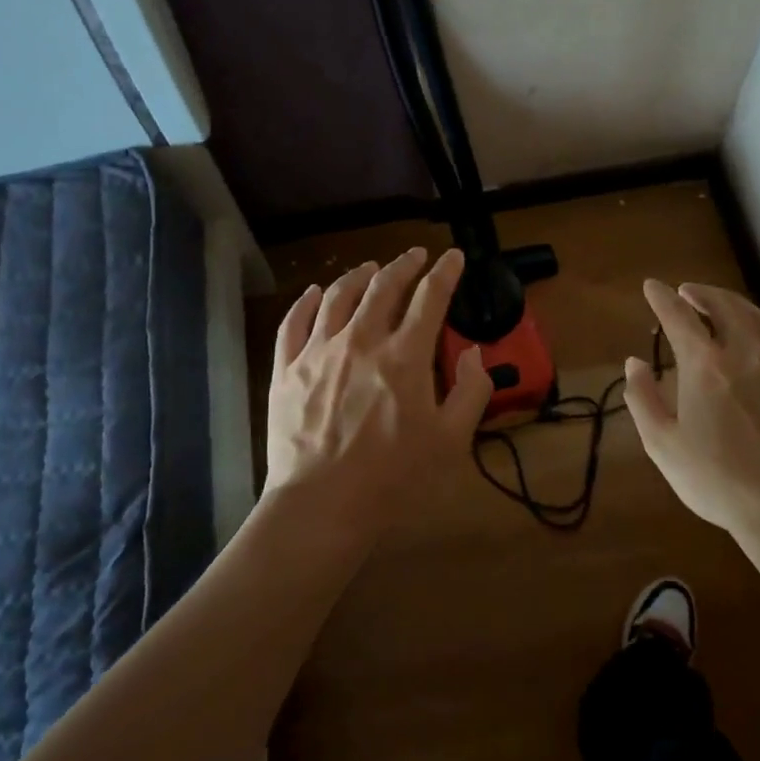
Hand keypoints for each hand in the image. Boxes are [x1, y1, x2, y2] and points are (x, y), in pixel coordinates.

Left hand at [265, 247, 491, 531]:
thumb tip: (473, 353)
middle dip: (404, 264)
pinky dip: (306, 301)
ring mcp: (318, 351)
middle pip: (384, 286)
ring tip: (370, 269)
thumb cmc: (394, 478)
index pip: (430, 297)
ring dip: (358, 276)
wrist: (322, 505)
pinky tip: (313, 293)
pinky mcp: (286, 369)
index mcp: (405, 355)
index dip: (446, 272)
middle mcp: (361, 339)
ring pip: (338, 295)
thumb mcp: (452, 441)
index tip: (454, 257)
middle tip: (416, 255)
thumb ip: (471, 391)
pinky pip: (294, 322)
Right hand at [623, 279, 759, 537]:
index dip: (661, 298)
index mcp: (705, 367)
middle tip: (686, 291)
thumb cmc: (716, 481)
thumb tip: (634, 362)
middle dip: (700, 293)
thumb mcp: (663, 445)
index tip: (651, 286)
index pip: (678, 317)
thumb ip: (642, 398)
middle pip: (722, 305)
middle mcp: (745, 352)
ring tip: (718, 304)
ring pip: (755, 316)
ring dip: (732, 303)